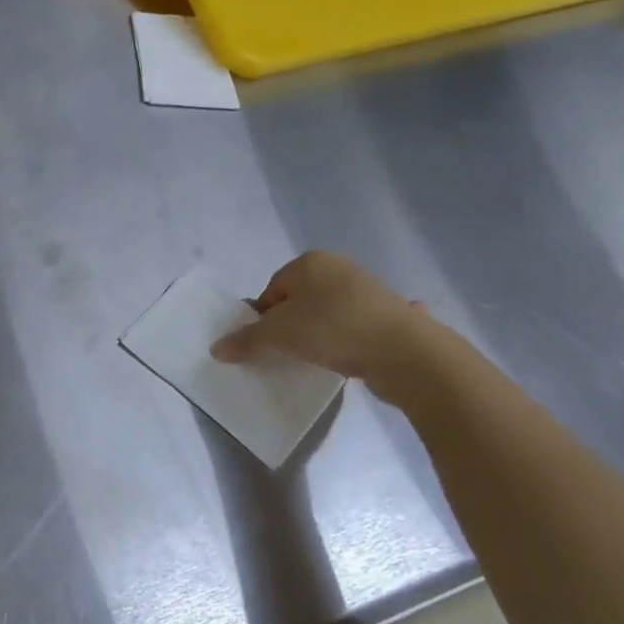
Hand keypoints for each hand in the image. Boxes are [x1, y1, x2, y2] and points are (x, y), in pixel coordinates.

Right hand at [210, 251, 425, 387]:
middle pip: (300, 300)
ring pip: (330, 314)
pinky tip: (353, 359)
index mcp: (310, 263)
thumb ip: (246, 341)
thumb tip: (216, 349)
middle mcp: (340, 268)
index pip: (272, 289)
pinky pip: (359, 328)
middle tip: (288, 353)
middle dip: (291, 325)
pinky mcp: (393, 315)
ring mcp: (371, 290)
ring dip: (321, 334)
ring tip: (319, 360)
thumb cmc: (332, 329)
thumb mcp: (278, 336)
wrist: (406, 352)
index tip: (267, 344)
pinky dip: (353, 341)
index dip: (264, 318)